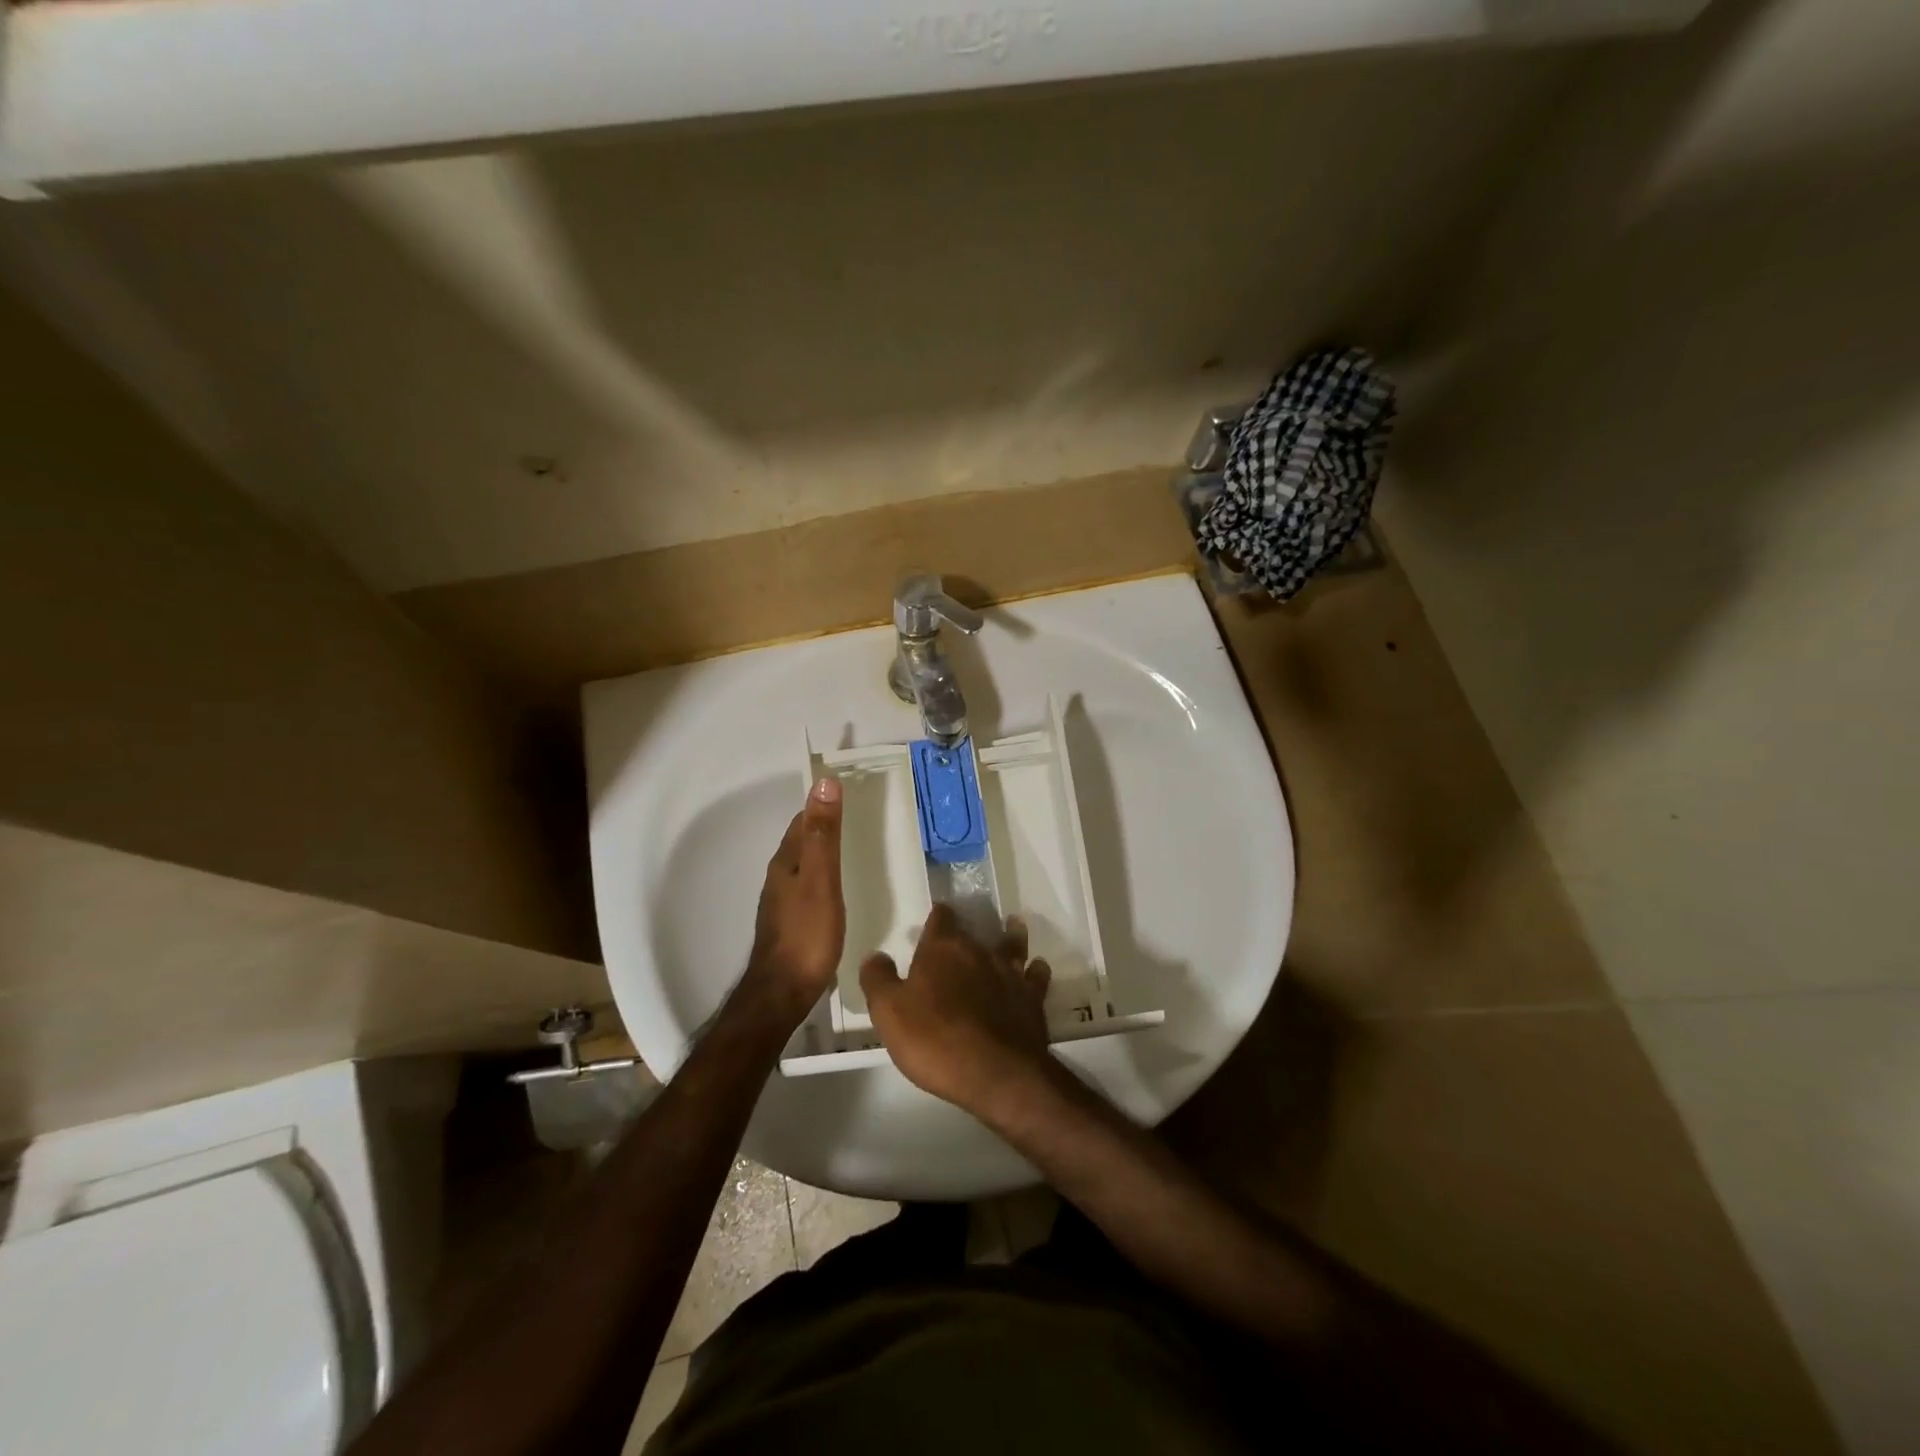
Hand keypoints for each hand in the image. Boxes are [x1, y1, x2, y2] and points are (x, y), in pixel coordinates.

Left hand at [741, 777, 845, 1023]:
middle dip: (825, 826)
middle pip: (802, 841)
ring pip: (805, 865)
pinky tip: (841, 888)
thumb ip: (823, 834)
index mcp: (786, 861)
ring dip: (825, 852)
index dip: (823, 804)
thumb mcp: (821, 880)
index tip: (851, 792)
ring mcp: (783, 901)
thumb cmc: (806, 934)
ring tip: (856, 849)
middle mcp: (780, 876)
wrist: (782, 993)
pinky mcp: (791, 922)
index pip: (803, 820)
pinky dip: (825, 877)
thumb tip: (824, 782)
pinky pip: (809, 887)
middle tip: (861, 818)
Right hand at [860, 906, 1053, 1114]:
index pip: (941, 919)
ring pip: (1012, 946)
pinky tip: (1035, 970)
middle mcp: (979, 952)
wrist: (995, 1073)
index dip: (938, 916)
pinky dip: (1035, 971)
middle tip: (964, 934)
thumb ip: (879, 979)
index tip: (937, 914)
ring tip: (1013, 927)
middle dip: (968, 932)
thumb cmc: (934, 1039)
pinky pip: (1036, 977)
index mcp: (943, 949)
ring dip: (1012, 937)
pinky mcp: (1032, 1000)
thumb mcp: (889, 1012)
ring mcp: (1010, 974)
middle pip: (974, 932)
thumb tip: (875, 955)